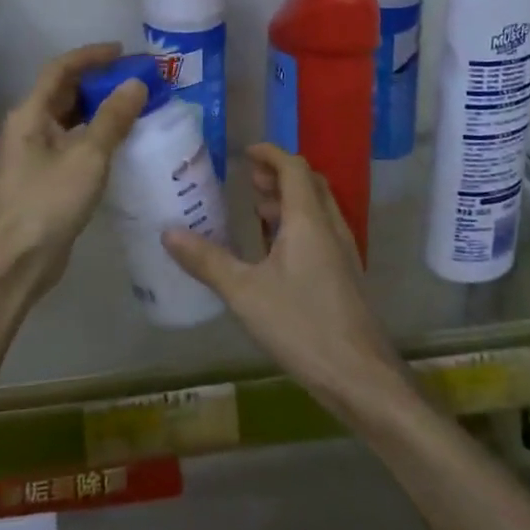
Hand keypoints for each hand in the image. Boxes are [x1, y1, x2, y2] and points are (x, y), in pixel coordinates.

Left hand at [0, 43, 145, 300]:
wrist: (18, 264)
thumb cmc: (48, 203)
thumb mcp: (87, 156)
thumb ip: (113, 118)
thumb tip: (136, 83)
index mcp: (30, 114)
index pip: (60, 69)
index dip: (92, 56)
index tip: (124, 51)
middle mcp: (27, 127)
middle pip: (64, 92)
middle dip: (99, 82)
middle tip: (136, 79)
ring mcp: (33, 154)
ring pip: (69, 119)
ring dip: (99, 109)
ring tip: (135, 105)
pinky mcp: (42, 177)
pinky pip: (71, 142)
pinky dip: (95, 134)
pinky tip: (120, 142)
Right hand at [162, 145, 406, 416]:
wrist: (361, 377)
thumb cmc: (302, 325)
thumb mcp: (245, 293)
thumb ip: (207, 261)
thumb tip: (168, 233)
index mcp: (308, 220)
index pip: (293, 167)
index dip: (270, 154)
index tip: (246, 153)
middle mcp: (330, 227)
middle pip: (309, 183)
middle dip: (279, 175)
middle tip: (250, 180)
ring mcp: (342, 252)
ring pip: (317, 209)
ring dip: (290, 200)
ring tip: (258, 210)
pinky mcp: (345, 276)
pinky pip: (321, 232)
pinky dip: (298, 224)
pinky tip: (276, 253)